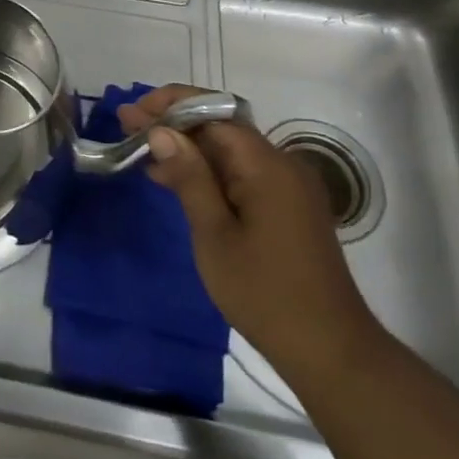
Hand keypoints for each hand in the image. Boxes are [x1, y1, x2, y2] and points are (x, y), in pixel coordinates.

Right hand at [118, 85, 386, 386]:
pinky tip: (175, 180)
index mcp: (267, 165)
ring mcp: (288, 186)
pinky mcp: (287, 207)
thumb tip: (161, 131)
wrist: (331, 352)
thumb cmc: (265, 293)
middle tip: (127, 128)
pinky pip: (241, 172)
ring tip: (142, 153)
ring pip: (229, 150)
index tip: (132, 113)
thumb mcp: (214, 234)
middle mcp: (282, 164)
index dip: (169, 106)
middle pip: (221, 126)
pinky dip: (207, 171)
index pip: (213, 112)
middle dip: (173, 124)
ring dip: (187, 148)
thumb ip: (189, 177)